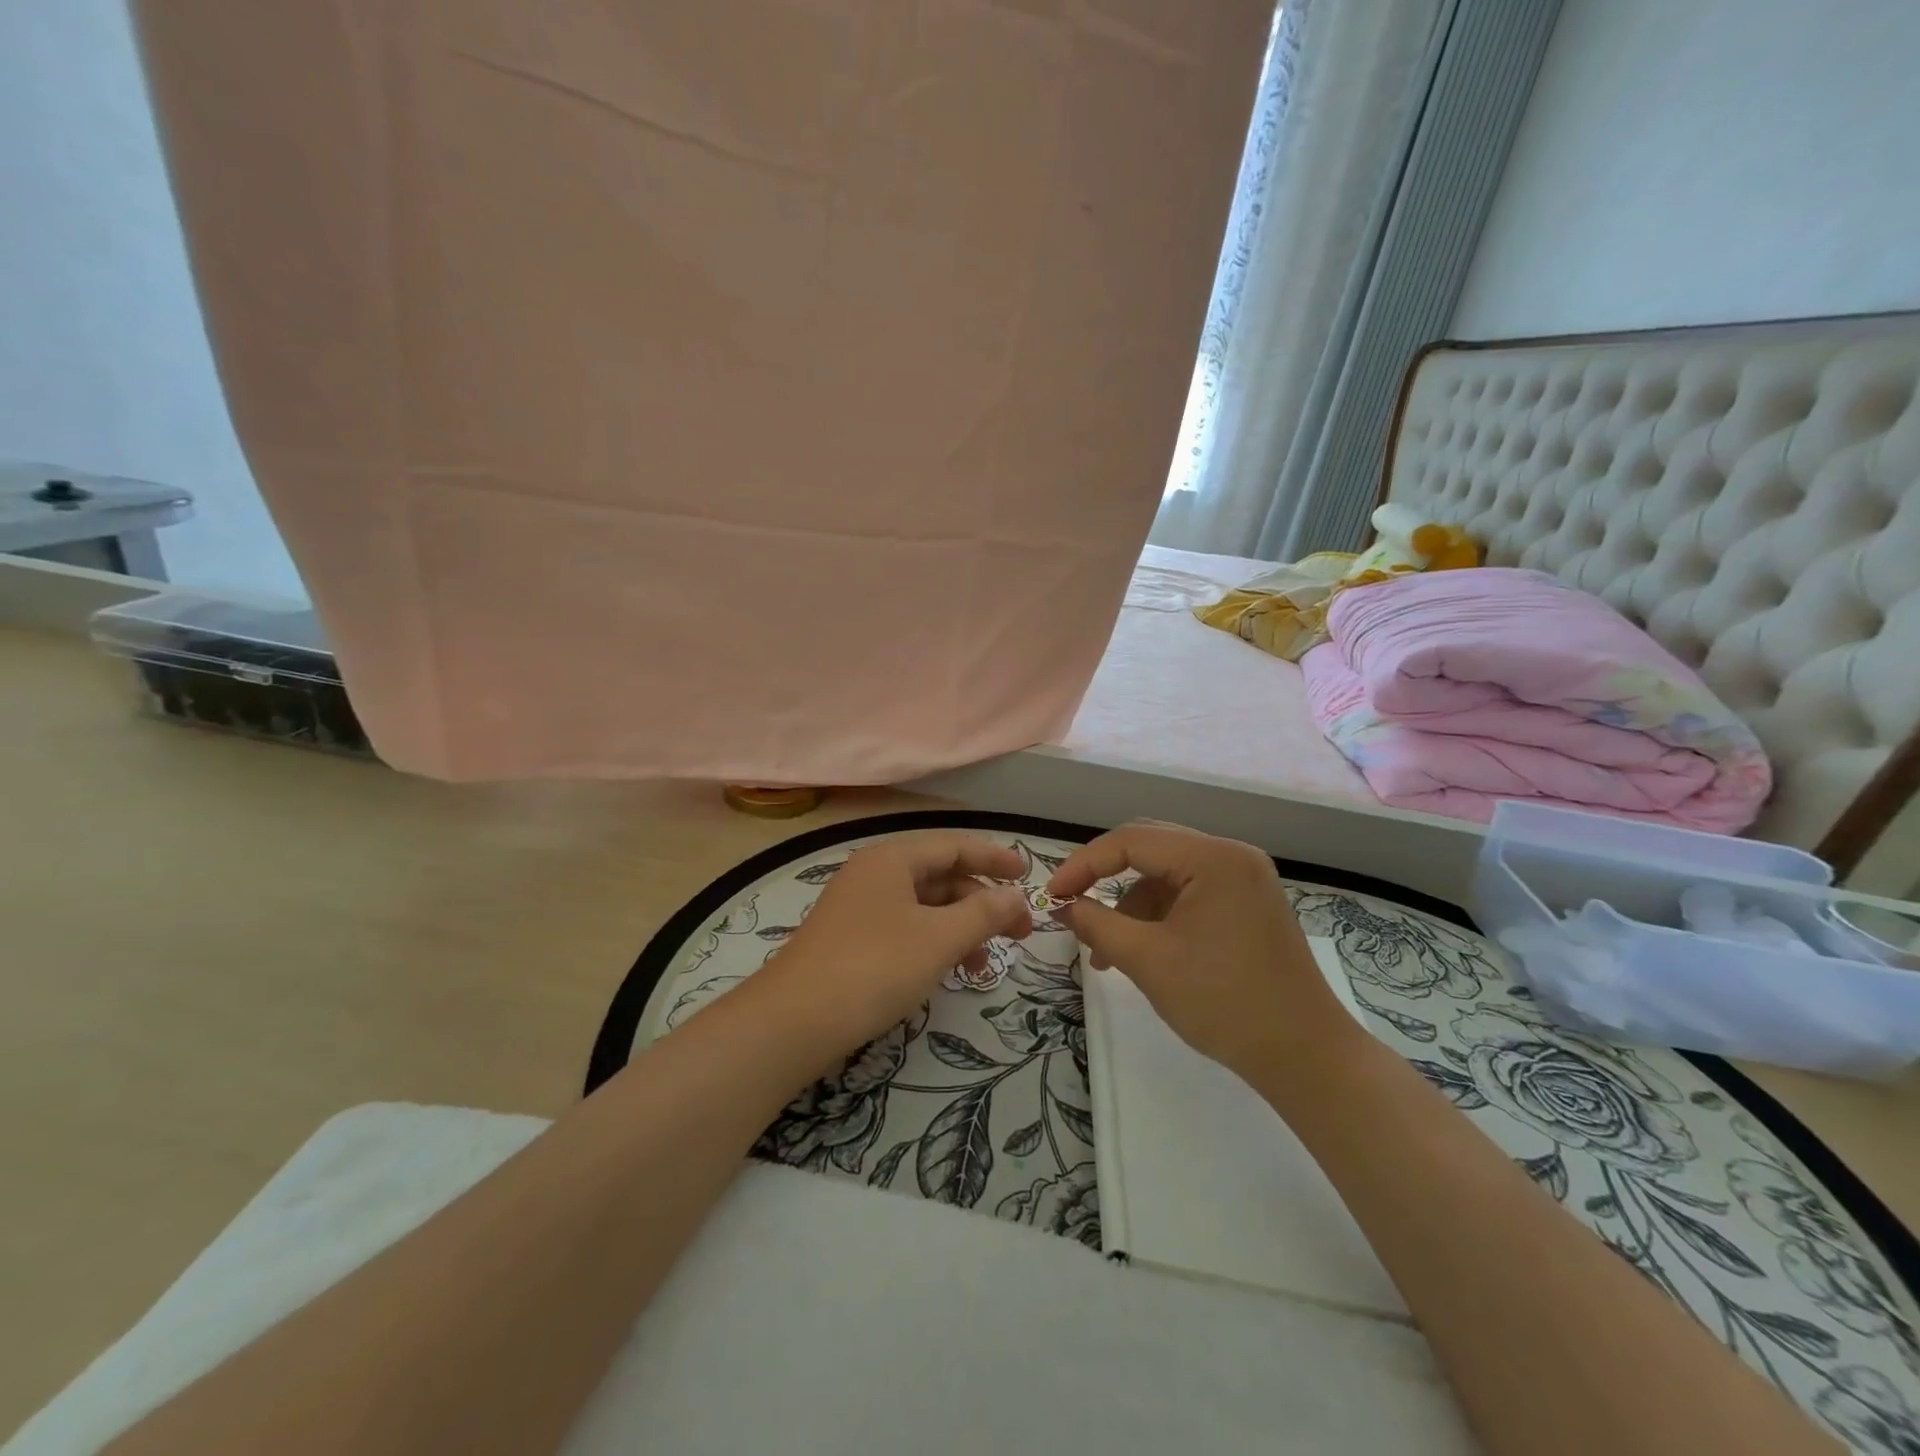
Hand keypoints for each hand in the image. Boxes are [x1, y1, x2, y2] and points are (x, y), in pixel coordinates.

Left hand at [758, 831, 1032, 1054]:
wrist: (794, 1022)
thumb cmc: (874, 967)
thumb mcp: (939, 938)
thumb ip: (984, 913)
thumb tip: (1016, 896)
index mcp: (892, 859)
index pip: (954, 845)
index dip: (994, 857)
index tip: (1028, 875)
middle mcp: (874, 874)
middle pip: (940, 876)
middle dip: (982, 901)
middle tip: (1019, 932)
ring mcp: (859, 908)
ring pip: (924, 906)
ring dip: (960, 928)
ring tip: (984, 965)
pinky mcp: (851, 940)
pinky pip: (905, 929)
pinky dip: (933, 943)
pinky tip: (948, 971)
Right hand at [1048, 823, 1353, 1078]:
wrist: (1305, 1057)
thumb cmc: (1224, 1003)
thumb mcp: (1148, 961)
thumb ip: (1098, 925)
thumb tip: (1063, 906)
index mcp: (1213, 858)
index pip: (1131, 841)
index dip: (1084, 864)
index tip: (1053, 895)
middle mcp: (1232, 855)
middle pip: (1151, 847)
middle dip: (1105, 875)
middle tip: (1071, 903)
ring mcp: (1244, 878)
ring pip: (1168, 871)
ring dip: (1130, 901)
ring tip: (1104, 948)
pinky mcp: (1248, 903)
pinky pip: (1189, 891)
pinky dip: (1158, 913)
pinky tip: (1140, 948)